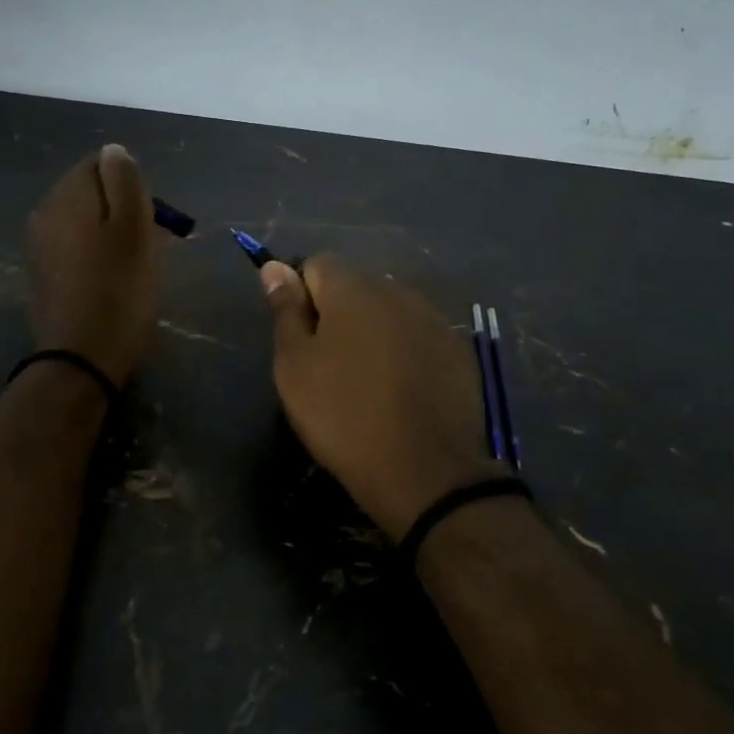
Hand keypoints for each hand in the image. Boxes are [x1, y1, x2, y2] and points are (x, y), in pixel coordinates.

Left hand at [26, 145, 159, 386]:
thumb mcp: (134, 228)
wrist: (82, 358)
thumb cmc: (119, 290)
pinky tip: (110, 281)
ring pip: (83, 221)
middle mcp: (44, 212)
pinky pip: (74, 248)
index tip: (151, 218)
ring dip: (109, 234)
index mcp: (66, 195)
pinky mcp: (41, 274)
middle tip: (149, 244)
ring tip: (133, 265)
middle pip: (90, 193)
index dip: (132, 185)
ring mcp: (38, 245)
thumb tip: (114, 151)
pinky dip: (94, 255)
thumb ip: (124, 180)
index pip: (100, 163)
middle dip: (121, 209)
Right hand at [261, 255, 496, 540]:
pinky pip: (419, 336)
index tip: (300, 337)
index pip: (317, 264)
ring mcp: (434, 319)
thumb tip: (275, 265)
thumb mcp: (295, 366)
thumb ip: (285, 310)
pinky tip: (402, 390)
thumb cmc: (343, 415)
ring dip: (373, 331)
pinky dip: (405, 351)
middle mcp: (397, 291)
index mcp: (352, 289)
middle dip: (338, 312)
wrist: (424, 470)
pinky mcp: (458, 350)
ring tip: (366, 380)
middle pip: (356, 285)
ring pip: (389, 311)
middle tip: (328, 364)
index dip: (301, 295)